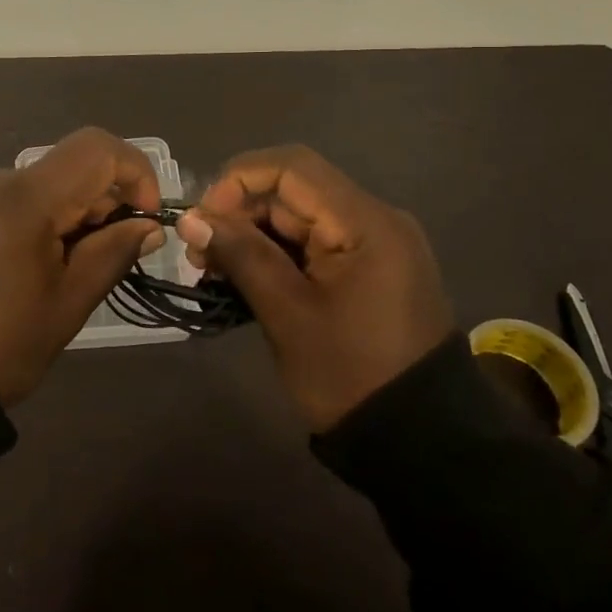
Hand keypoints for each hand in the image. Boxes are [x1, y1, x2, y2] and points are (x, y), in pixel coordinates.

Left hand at [0, 127, 165, 405]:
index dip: (134, 172)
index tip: (144, 219)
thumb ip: (111, 253)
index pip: (96, 148)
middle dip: (100, 202)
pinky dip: (31, 219)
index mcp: (23, 197)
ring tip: (60, 271)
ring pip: (36, 185)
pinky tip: (23, 267)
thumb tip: (147, 225)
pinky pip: (4, 199)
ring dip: (65, 213)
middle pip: (66, 167)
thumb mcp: (67, 306)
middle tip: (105, 257)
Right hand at [178, 145, 453, 431]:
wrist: (422, 444)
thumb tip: (190, 217)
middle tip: (200, 254)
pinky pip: (315, 241)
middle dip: (240, 212)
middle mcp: (375, 218)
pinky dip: (278, 253)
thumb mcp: (287, 313)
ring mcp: (376, 244)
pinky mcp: (371, 268)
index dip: (238, 181)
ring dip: (254, 234)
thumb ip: (240, 254)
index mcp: (365, 222)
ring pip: (300, 216)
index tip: (203, 219)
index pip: (291, 167)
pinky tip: (246, 277)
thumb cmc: (351, 374)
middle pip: (294, 190)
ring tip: (215, 270)